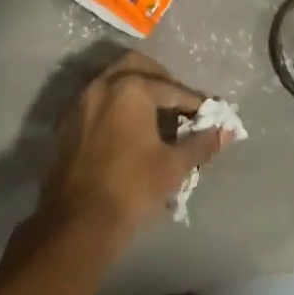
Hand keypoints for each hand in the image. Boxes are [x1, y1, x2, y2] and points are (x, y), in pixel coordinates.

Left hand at [34, 52, 229, 250]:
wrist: (75, 227)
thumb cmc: (131, 191)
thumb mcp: (173, 167)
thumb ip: (201, 144)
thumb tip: (227, 132)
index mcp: (131, 89)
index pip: (172, 89)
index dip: (194, 102)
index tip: (210, 113)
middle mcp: (103, 85)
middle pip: (137, 66)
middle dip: (161, 80)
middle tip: (178, 103)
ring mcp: (80, 103)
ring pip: (113, 80)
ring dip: (136, 90)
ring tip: (155, 115)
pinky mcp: (66, 124)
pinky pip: (97, 100)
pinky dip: (116, 105)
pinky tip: (129, 129)